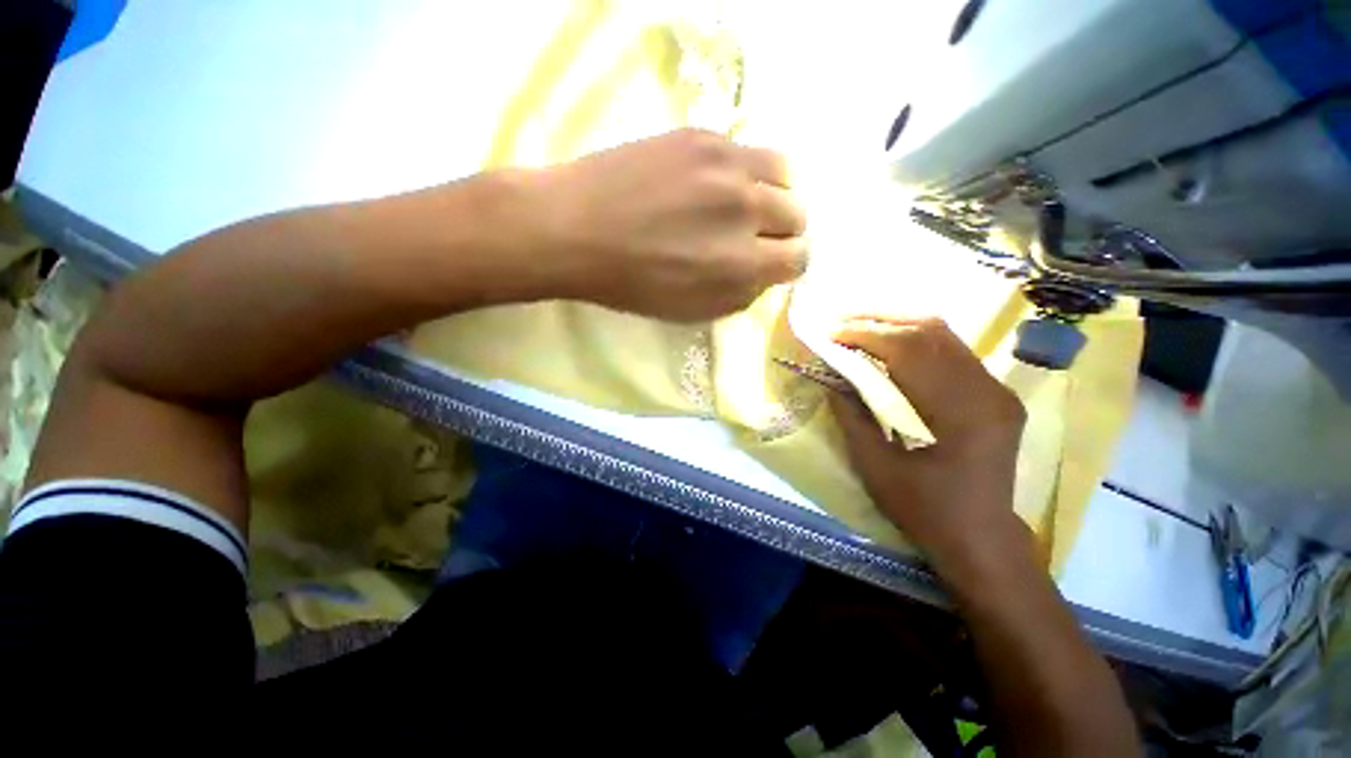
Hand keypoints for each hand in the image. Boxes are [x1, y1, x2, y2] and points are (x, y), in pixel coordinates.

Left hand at [531, 129, 808, 320]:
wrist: (575, 229)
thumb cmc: (631, 284)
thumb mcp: (691, 312)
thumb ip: (740, 294)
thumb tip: (765, 271)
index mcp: (740, 266)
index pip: (798, 258)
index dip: (786, 263)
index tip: (769, 262)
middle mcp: (745, 212)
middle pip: (798, 214)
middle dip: (782, 230)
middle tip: (754, 235)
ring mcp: (726, 166)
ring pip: (786, 174)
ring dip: (773, 194)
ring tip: (745, 204)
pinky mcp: (703, 136)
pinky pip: (750, 151)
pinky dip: (745, 171)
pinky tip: (718, 182)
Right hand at [829, 316, 1027, 568]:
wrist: (979, 536)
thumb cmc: (923, 507)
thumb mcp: (875, 465)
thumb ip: (852, 415)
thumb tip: (831, 377)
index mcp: (958, 412)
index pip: (909, 350)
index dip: (865, 334)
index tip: (831, 332)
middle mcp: (986, 391)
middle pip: (931, 331)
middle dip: (880, 319)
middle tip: (842, 319)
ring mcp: (996, 390)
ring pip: (945, 335)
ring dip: (898, 324)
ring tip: (861, 324)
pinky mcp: (996, 394)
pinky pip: (953, 352)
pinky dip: (917, 341)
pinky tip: (892, 345)